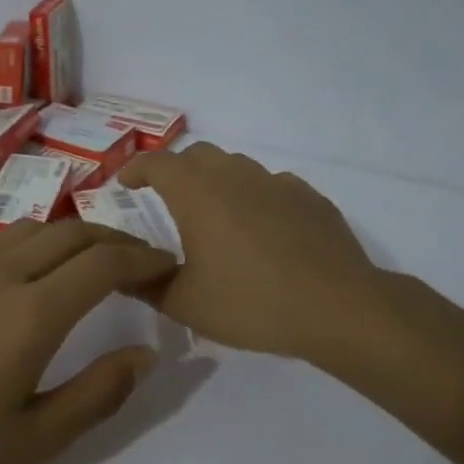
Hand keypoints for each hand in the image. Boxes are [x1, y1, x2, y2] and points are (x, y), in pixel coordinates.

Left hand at [0, 220, 176, 463]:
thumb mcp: (37, 440)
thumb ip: (99, 392)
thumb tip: (146, 352)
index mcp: (31, 313)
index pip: (104, 262)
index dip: (143, 257)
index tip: (166, 264)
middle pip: (71, 231)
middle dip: (114, 238)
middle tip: (138, 260)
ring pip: (30, 229)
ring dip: (70, 237)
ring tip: (88, 264)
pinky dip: (29, 247)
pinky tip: (25, 280)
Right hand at [121, 142, 384, 362]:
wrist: (337, 307)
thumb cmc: (251, 303)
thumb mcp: (185, 304)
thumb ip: (147, 284)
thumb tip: (125, 271)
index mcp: (199, 194)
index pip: (158, 163)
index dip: (137, 169)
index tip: (125, 183)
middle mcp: (236, 177)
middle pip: (198, 155)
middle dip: (176, 170)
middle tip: (167, 198)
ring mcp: (278, 183)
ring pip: (238, 167)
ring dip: (218, 180)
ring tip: (215, 215)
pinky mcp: (310, 198)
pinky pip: (272, 186)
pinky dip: (256, 197)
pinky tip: (262, 228)